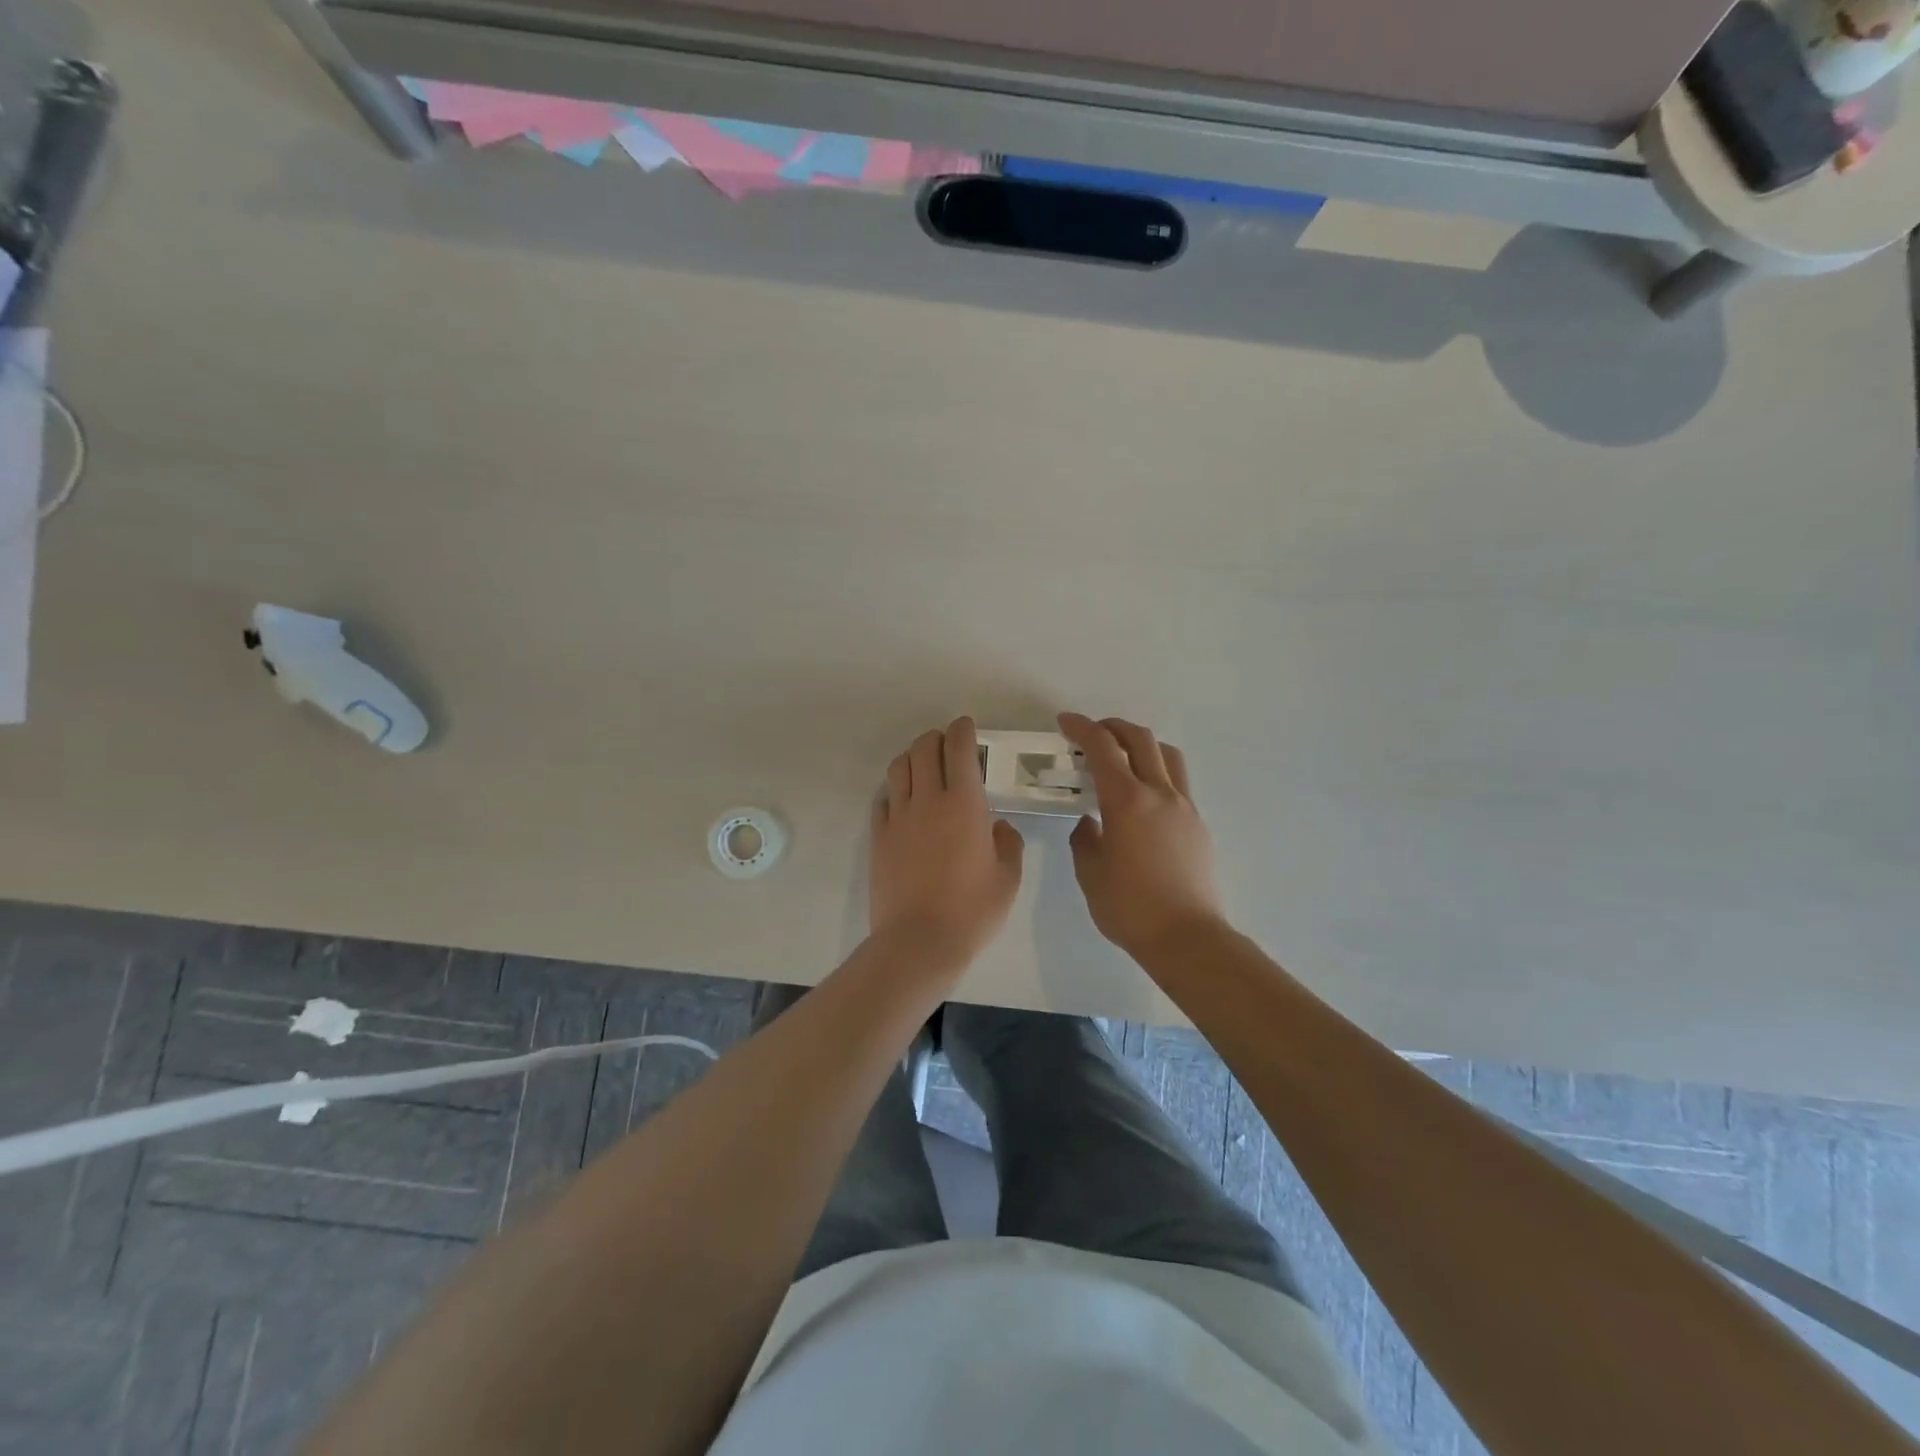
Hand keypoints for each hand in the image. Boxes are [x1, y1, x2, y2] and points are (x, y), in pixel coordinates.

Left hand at [870, 717, 1024, 974]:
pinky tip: (903, 799)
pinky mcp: (878, 836)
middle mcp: (928, 800)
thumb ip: (1007, 843)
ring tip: (924, 766)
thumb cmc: (972, 911)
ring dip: (913, 757)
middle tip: (948, 746)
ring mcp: (898, 817)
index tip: (967, 727)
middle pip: (924, 748)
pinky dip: (895, 788)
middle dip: (937, 738)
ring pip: (899, 767)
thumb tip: (996, 827)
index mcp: (965, 804)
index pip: (959, 749)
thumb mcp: (1008, 879)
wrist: (919, 942)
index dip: (963, 730)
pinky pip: (883, 798)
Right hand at [1058, 712, 1226, 961]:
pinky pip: (1178, 783)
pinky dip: (1157, 773)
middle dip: (1113, 727)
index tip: (1065, 722)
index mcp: (1127, 801)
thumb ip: (1085, 839)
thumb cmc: (1130, 908)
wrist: (1187, 938)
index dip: (1082, 728)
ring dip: (1142, 745)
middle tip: (1092, 733)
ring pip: (1167, 756)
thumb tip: (1090, 823)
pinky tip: (1143, 799)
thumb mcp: (1091, 873)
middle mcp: (1159, 794)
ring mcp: (1184, 807)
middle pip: (1140, 739)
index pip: (1102, 748)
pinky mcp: (1198, 825)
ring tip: (1124, 757)